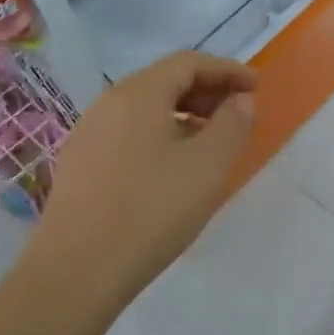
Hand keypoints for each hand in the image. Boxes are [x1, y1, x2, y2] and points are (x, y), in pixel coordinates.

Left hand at [24, 52, 256, 311]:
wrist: (76, 271)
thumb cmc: (151, 210)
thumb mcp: (207, 166)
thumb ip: (231, 124)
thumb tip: (240, 100)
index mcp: (138, 93)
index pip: (188, 63)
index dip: (227, 70)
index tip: (257, 86)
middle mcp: (108, 103)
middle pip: (164, 80)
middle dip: (206, 91)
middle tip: (238, 113)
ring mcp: (88, 133)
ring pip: (145, 108)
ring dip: (184, 114)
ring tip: (210, 141)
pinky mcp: (80, 164)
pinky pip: (128, 132)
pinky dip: (160, 134)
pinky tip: (172, 167)